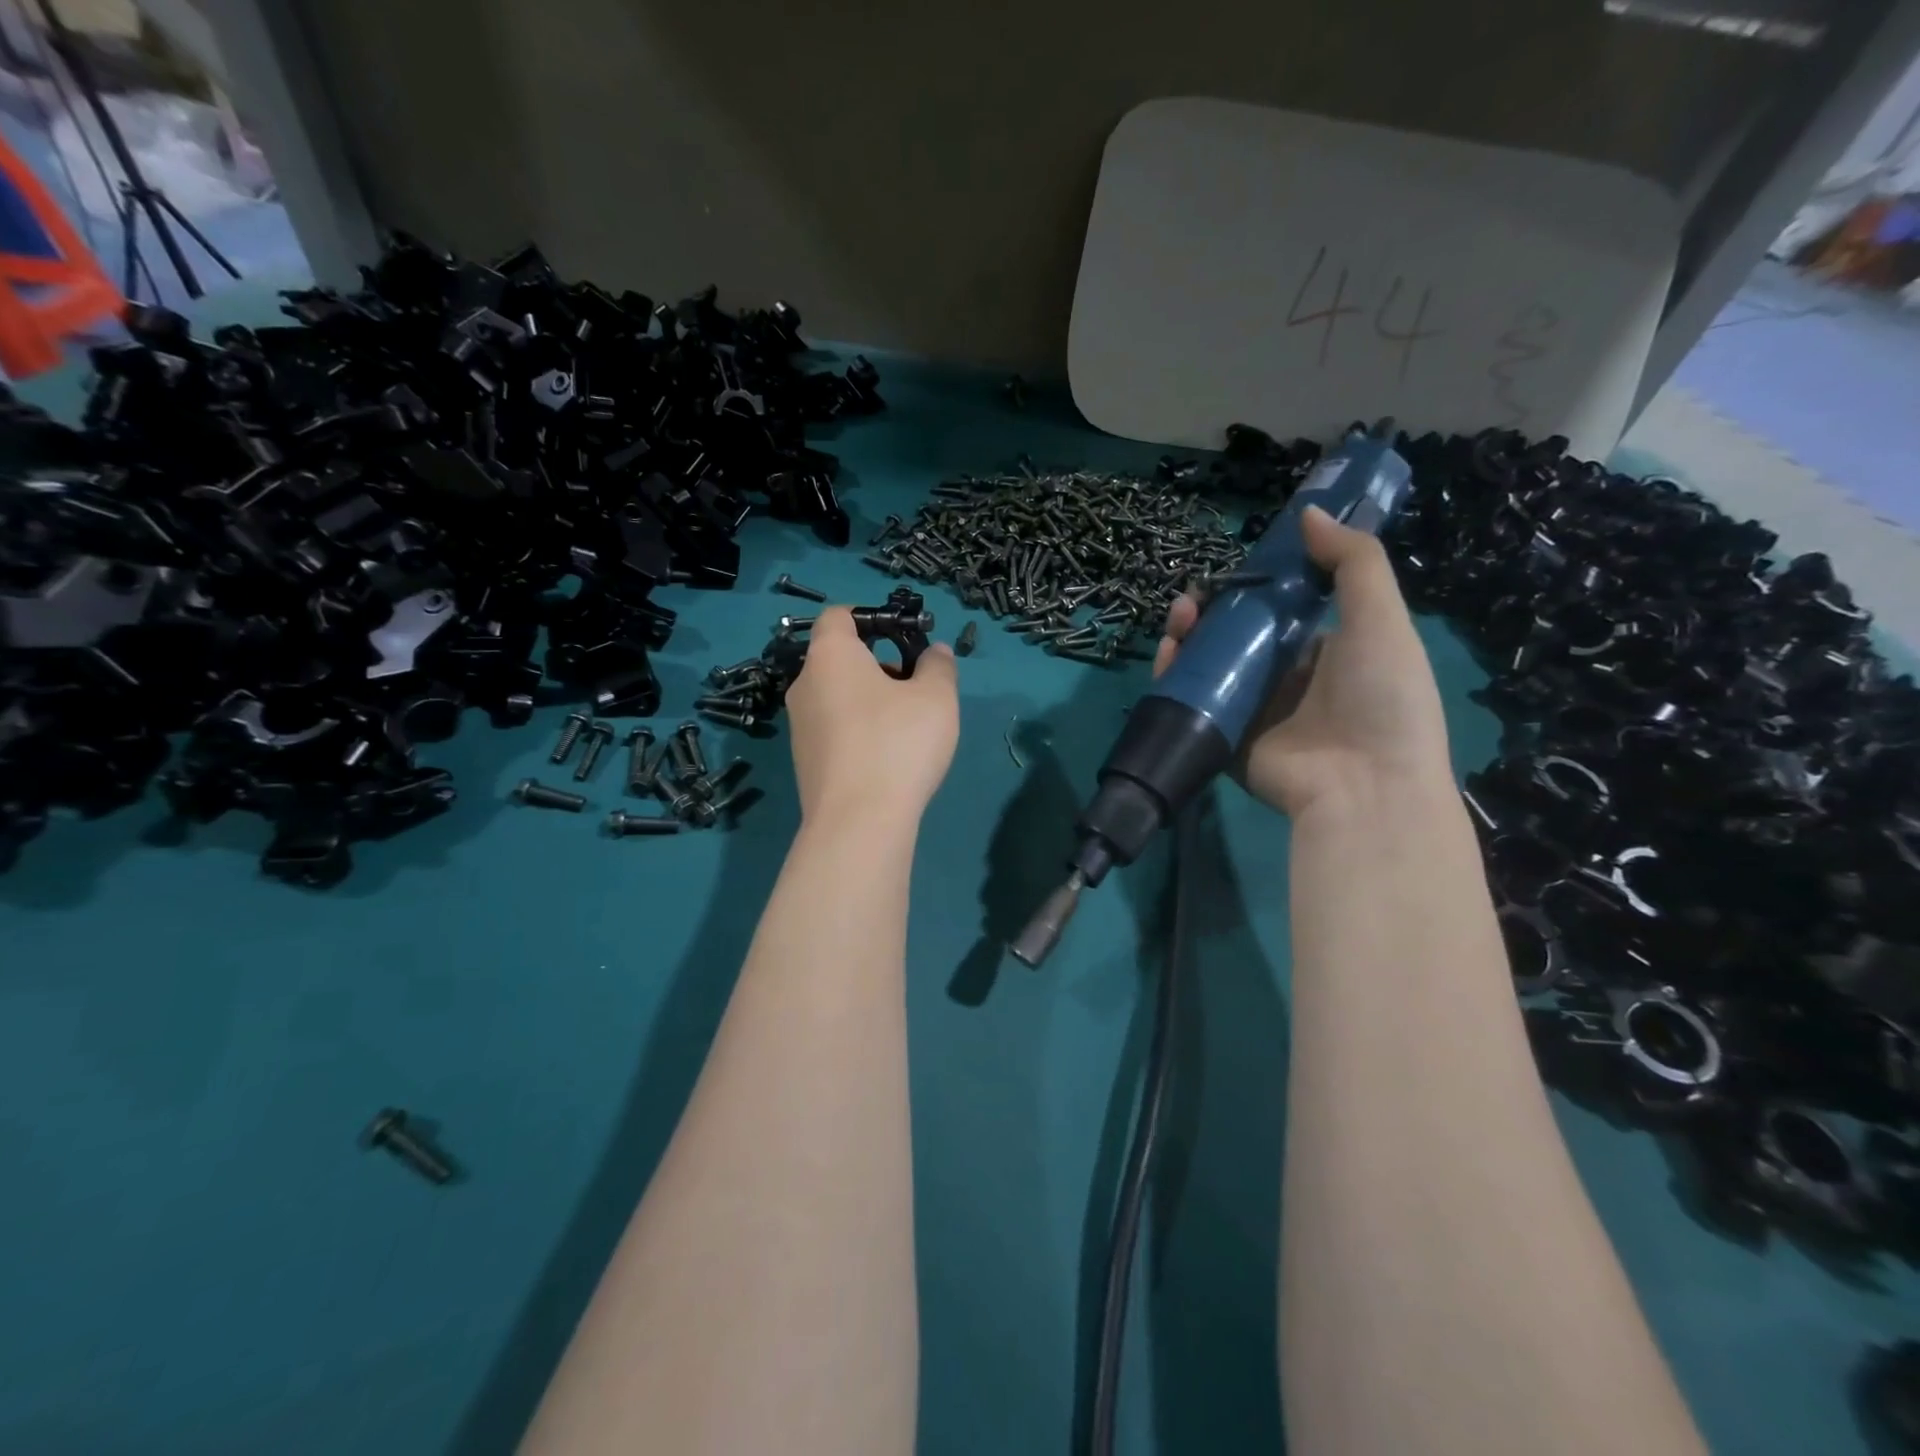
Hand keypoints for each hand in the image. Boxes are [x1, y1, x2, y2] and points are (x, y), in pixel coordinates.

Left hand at [784, 607, 959, 825]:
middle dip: (879, 664)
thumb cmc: (898, 743)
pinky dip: (859, 730)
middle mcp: (804, 684)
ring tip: (907, 727)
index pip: (839, 616)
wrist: (858, 822)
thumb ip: (939, 666)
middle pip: (840, 659)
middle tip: (916, 687)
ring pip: (838, 696)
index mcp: (830, 656)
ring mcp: (799, 726)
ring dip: (870, 700)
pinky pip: (834, 729)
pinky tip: (887, 757)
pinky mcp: (804, 761)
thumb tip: (935, 653)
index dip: (872, 617)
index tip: (904, 637)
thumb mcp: (937, 698)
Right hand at [1154, 506, 1452, 820]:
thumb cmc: (1382, 697)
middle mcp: (1287, 680)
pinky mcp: (1225, 740)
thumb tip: (1309, 514)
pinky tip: (1167, 653)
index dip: (1254, 586)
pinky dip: (1173, 678)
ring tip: (1178, 617)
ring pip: (1209, 666)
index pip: (1281, 611)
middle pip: (1237, 636)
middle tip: (1193, 597)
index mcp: (1326, 651)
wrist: (1365, 786)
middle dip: (1211, 612)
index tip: (1233, 568)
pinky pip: (1193, 703)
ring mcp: (1253, 712)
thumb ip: (1352, 564)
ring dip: (1188, 637)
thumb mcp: (1382, 619)